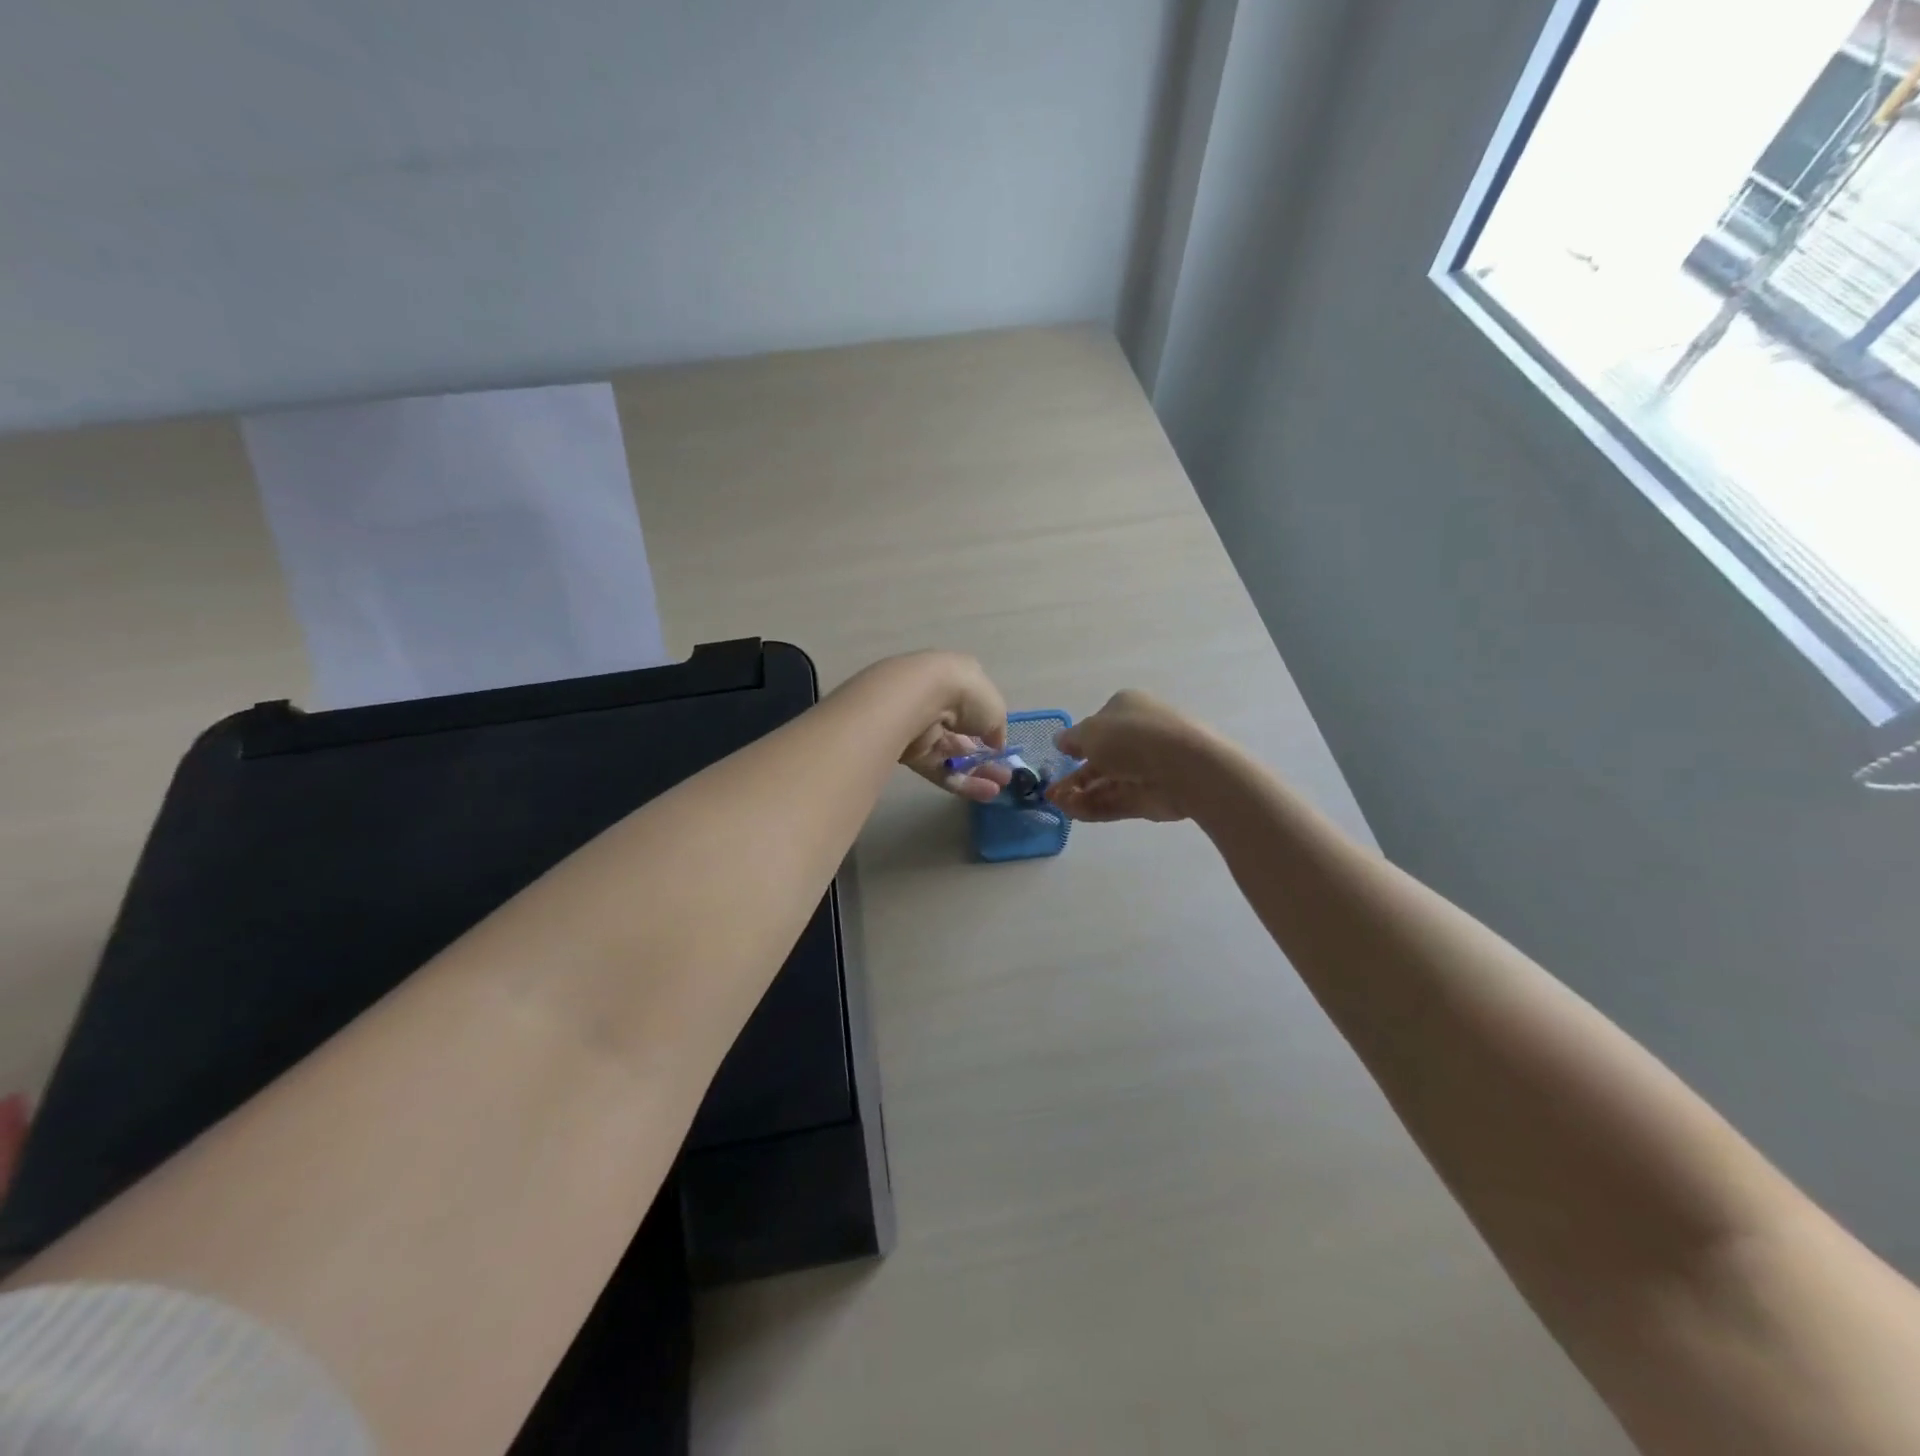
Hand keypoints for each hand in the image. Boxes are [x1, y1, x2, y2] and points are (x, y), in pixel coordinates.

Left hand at [886, 652, 1013, 803]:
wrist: (918, 701)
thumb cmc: (965, 694)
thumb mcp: (996, 709)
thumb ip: (997, 729)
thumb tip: (995, 745)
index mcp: (958, 679)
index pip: (974, 705)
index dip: (989, 726)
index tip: (1002, 745)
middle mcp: (938, 702)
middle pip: (963, 734)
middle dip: (985, 755)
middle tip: (1005, 774)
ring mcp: (923, 729)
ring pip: (953, 755)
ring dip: (977, 772)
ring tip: (1000, 787)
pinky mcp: (912, 754)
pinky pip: (941, 770)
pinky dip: (963, 782)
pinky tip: (987, 793)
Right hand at [1045, 690, 1216, 821]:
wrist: (1184, 766)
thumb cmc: (1131, 737)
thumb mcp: (1091, 731)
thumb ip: (1072, 739)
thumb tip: (1061, 741)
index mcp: (1127, 709)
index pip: (1099, 725)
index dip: (1078, 741)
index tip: (1060, 756)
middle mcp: (1137, 736)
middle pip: (1101, 757)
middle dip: (1074, 775)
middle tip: (1051, 791)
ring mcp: (1145, 768)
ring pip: (1106, 782)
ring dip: (1079, 793)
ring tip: (1056, 804)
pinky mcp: (1150, 797)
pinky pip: (1116, 801)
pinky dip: (1093, 807)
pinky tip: (1072, 813)